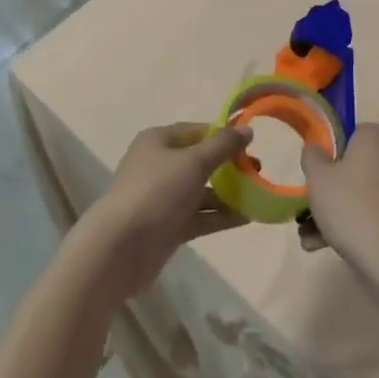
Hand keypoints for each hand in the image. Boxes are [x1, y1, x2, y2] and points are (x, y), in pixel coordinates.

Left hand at [76, 122, 252, 294]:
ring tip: (258, 196)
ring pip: (201, 191)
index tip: (250, 144)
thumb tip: (246, 130)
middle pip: (199, 161)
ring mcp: (163, 198)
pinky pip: (199, 216)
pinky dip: (220, 216)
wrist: (121, 247)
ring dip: (228, 194)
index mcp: (158, 141)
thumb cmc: (157, 192)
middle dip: (228, 166)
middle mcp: (159, 165)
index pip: (196, 131)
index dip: (222, 135)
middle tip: (258, 171)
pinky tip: (247, 218)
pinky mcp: (167, 227)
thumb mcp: (193, 162)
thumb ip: (222, 146)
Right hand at [301, 124, 378, 271]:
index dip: (331, 156)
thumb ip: (312, 157)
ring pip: (365, 192)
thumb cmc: (351, 206)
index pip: (351, 135)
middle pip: (358, 167)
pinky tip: (330, 247)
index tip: (317, 178)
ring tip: (312, 240)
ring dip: (340, 212)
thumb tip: (314, 148)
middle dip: (333, 189)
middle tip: (310, 212)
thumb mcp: (317, 178)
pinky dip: (359, 224)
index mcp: (375, 137)